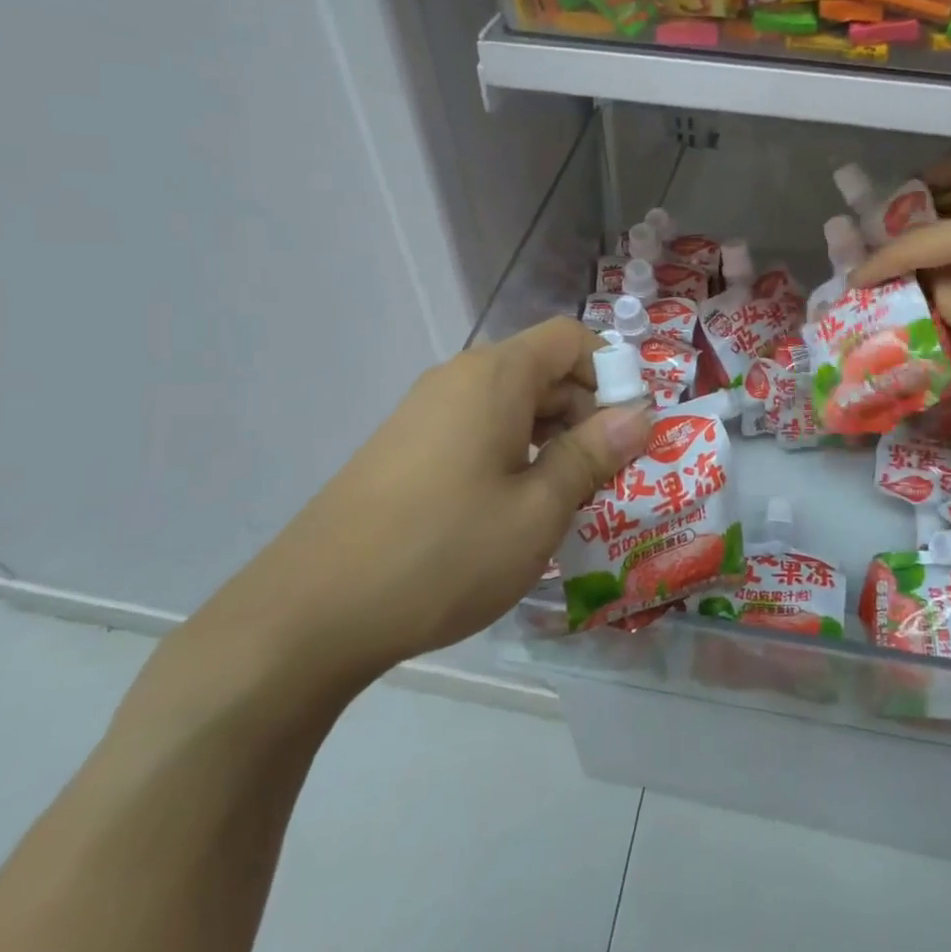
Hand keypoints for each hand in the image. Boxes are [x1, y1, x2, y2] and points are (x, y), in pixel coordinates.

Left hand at [193, 318, 651, 698]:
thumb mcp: (539, 509)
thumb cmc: (445, 552)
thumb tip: (639, 416)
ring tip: (565, 504)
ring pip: (510, 407)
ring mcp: (424, 414)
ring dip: (550, 442)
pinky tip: (512, 515)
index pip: (570, 339)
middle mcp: (458, 380)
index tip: (626, 433)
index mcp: (495, 376)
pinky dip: (510, 457)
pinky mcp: (404, 450)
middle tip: (606, 479)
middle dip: (585, 415)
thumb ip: (593, 454)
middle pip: (542, 371)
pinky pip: (476, 433)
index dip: (610, 374)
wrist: (311, 612)